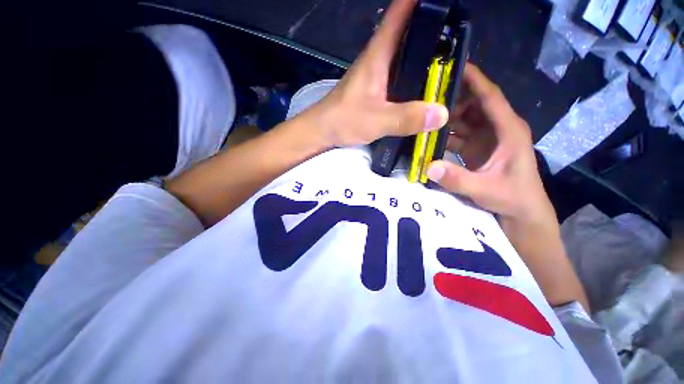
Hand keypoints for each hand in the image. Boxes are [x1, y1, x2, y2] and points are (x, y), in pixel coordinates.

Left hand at [308, 0, 448, 147]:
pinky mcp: (375, 90)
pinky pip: (399, 75)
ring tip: (449, 57)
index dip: (420, 1)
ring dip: (423, 52)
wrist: (322, 131)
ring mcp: (376, 75)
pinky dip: (413, 74)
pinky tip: (424, 84)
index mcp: (377, 55)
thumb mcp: (376, 120)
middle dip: (431, 27)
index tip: (444, 2)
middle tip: (456, 33)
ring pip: (403, 54)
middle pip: (406, 31)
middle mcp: (378, 59)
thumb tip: (442, 114)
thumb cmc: (343, 120)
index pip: (399, 13)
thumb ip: (405, 118)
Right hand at [426, 64, 554, 228]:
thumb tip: (429, 166)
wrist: (520, 212)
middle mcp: (497, 129)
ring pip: (464, 119)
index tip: (455, 65)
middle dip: (453, 97)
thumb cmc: (512, 198)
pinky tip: (429, 135)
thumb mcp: (485, 189)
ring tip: (424, 113)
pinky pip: (458, 134)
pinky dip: (444, 133)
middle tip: (427, 95)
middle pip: (474, 104)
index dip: (475, 80)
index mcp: (508, 130)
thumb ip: (457, 179)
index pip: (490, 97)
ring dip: (446, 116)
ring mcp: (486, 139)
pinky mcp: (476, 148)